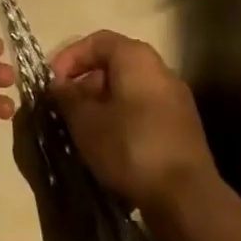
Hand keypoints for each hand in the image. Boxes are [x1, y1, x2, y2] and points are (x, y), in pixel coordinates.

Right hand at [50, 30, 217, 217]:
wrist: (188, 198)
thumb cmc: (130, 147)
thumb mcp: (86, 122)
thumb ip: (67, 97)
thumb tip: (59, 85)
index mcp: (136, 58)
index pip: (97, 41)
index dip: (70, 57)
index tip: (53, 82)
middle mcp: (160, 70)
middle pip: (115, 64)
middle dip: (85, 83)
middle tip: (65, 107)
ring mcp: (175, 99)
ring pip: (129, 89)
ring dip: (102, 103)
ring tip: (83, 129)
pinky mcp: (182, 127)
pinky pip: (144, 110)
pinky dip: (122, 118)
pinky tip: (109, 145)